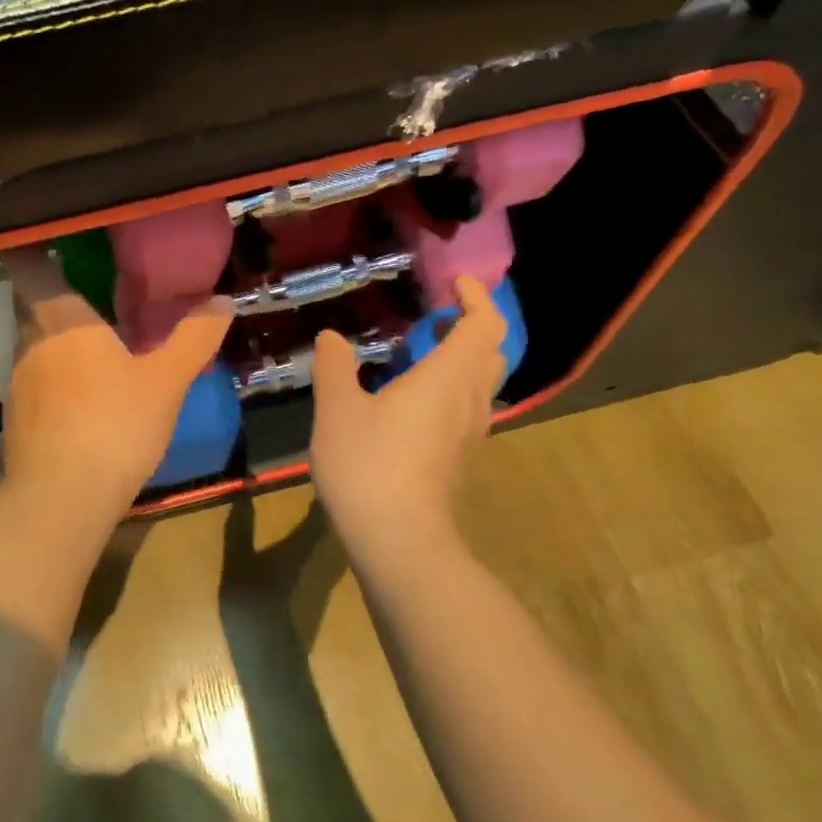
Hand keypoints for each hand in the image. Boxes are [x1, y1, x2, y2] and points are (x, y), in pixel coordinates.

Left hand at [0, 247, 232, 514]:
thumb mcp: (166, 381)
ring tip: (94, 350)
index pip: (30, 267)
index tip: (47, 238)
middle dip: (57, 300)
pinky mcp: (16, 419)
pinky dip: (54, 382)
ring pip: (34, 348)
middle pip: (33, 307)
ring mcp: (17, 383)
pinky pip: (35, 385)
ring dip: (58, 344)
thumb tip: (224, 300)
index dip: (32, 249)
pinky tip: (81, 401)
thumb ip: (194, 338)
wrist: (62, 497)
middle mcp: (30, 343)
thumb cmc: (115, 424)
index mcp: (61, 321)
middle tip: (93, 297)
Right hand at [309, 275, 507, 554]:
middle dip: (468, 326)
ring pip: (481, 383)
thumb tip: (331, 338)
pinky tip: (412, 403)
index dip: (475, 297)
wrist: (396, 537)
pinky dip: (451, 390)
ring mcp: (469, 433)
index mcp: (446, 377)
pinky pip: (467, 409)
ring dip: (460, 359)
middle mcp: (469, 400)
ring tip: (418, 357)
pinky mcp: (459, 458)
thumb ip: (335, 367)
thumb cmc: (367, 464)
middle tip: (432, 318)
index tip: (452, 283)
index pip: (483, 323)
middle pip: (490, 351)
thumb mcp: (337, 409)